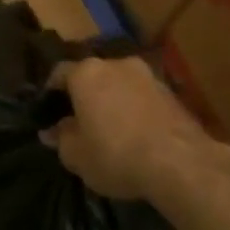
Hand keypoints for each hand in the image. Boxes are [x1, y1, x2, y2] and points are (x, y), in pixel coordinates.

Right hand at [42, 56, 220, 201]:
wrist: (181, 164)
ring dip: (113, 102)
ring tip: (110, 130)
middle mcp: (117, 64)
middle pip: (93, 76)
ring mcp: (149, 76)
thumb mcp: (76, 156)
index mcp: (87, 73)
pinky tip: (135, 135)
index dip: (51, 93)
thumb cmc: (116, 155)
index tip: (48, 111)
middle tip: (79, 121)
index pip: (59, 73)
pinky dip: (135, 110)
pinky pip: (142, 98)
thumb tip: (52, 131)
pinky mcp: (173, 93)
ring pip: (120, 85)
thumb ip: (61, 139)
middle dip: (85, 96)